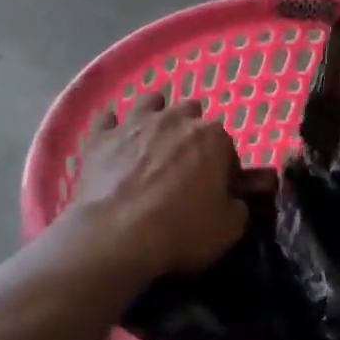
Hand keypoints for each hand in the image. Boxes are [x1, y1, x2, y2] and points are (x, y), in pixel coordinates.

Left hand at [67, 94, 248, 278]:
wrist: (116, 236)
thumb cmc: (180, 231)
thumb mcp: (228, 230)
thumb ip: (237, 208)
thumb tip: (233, 201)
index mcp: (213, 137)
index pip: (226, 146)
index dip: (223, 169)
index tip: (216, 190)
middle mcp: (175, 119)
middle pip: (190, 115)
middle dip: (190, 134)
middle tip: (184, 167)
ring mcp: (135, 123)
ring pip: (150, 102)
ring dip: (155, 116)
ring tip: (151, 142)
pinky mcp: (101, 136)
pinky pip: (106, 119)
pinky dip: (111, 127)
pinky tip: (112, 142)